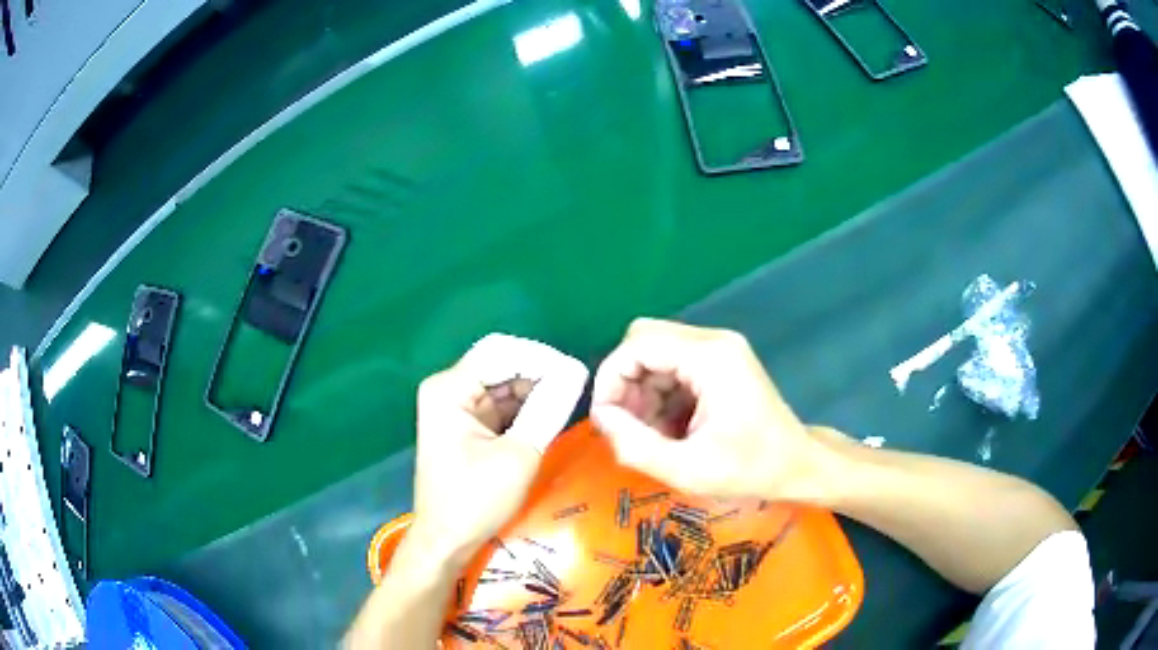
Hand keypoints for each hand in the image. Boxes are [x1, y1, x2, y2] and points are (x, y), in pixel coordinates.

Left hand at [409, 334, 588, 565]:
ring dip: (536, 391)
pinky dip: (526, 408)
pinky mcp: (467, 425)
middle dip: (540, 374)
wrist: (446, 541)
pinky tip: (551, 415)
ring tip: (570, 402)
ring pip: (505, 384)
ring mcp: (456, 407)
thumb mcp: (519, 454)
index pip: (501, 351)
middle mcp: (448, 389)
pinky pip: (502, 404)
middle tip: (577, 390)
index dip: (541, 358)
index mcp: (449, 389)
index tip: (576, 374)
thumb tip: (577, 370)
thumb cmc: (475, 500)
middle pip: (502, 364)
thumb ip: (548, 408)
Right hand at [591, 318, 823, 500]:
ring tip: (650, 434)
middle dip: (626, 383)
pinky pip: (673, 364)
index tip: (606, 419)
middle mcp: (714, 341)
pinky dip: (660, 393)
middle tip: (628, 426)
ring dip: (642, 390)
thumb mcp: (687, 469)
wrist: (798, 465)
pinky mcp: (721, 361)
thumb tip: (600, 416)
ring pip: (656, 353)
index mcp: (709, 358)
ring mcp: (720, 348)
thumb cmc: (750, 470)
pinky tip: (669, 427)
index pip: (637, 345)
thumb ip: (635, 444)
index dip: (610, 378)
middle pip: (644, 341)